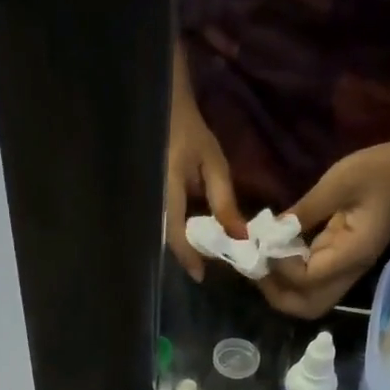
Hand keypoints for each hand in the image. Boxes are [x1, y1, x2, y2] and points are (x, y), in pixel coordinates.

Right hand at [165, 82, 244, 281]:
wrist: (165, 113)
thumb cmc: (191, 135)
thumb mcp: (214, 165)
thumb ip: (225, 201)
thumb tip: (240, 236)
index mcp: (167, 192)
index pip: (176, 235)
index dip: (188, 257)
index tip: (201, 276)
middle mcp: (153, 203)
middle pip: (169, 241)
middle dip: (188, 256)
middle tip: (207, 268)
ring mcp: (149, 204)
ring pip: (165, 236)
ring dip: (185, 247)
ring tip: (204, 254)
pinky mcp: (152, 204)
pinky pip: (165, 226)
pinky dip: (180, 235)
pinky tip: (194, 236)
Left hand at [260, 129, 389, 319]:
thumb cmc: (379, 170)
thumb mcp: (338, 182)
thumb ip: (305, 210)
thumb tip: (271, 232)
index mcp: (354, 254)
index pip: (309, 279)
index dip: (282, 268)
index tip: (264, 246)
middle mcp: (351, 272)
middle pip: (309, 306)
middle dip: (279, 294)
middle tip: (257, 270)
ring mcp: (347, 271)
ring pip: (310, 300)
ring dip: (284, 291)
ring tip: (263, 267)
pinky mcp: (342, 264)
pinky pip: (313, 284)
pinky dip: (292, 279)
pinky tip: (277, 258)